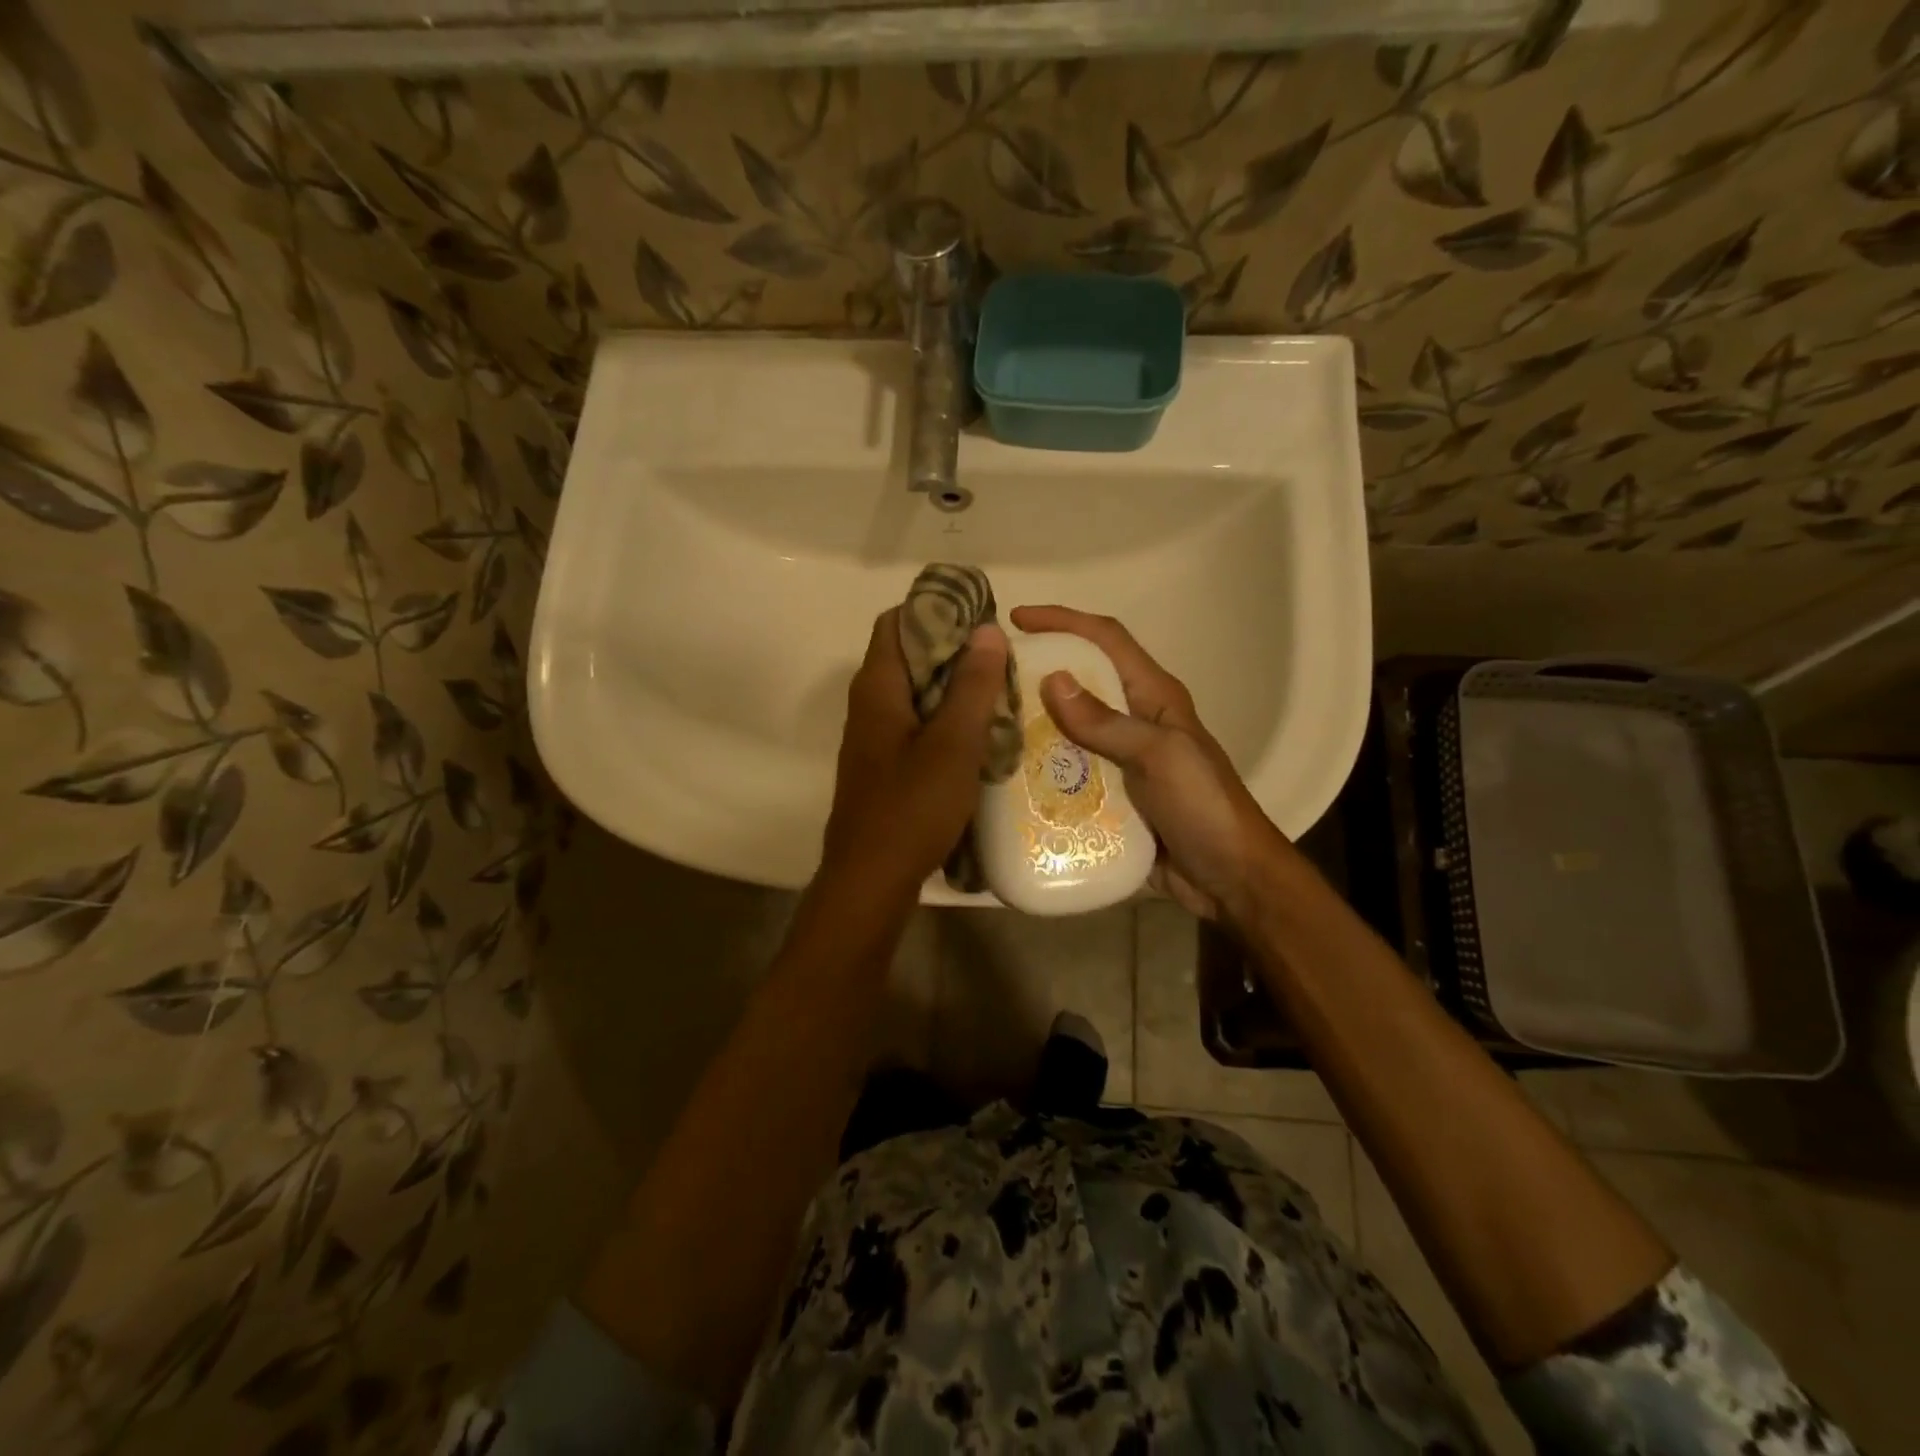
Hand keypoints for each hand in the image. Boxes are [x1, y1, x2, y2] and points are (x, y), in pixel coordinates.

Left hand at [817, 608, 1009, 902]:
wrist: (871, 879)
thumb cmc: (912, 807)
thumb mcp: (953, 743)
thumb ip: (972, 685)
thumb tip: (987, 630)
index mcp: (877, 687)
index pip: (897, 622)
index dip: (936, 611)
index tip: (981, 618)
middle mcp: (869, 703)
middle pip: (908, 655)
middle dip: (954, 649)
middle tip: (1000, 657)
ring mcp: (875, 736)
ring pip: (915, 692)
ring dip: (953, 686)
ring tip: (998, 690)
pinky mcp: (885, 764)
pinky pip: (916, 723)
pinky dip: (945, 717)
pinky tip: (979, 733)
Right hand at [1008, 605, 1294, 925]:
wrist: (1229, 878)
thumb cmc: (1204, 807)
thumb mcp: (1161, 757)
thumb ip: (1108, 722)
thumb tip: (1052, 680)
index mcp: (1153, 696)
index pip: (1106, 640)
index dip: (1064, 621)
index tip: (1017, 618)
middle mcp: (1133, 720)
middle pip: (1079, 682)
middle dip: (1037, 674)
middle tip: (990, 679)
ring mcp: (1120, 760)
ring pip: (1066, 730)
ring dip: (1032, 726)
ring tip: (988, 727)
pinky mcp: (1109, 796)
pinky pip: (1066, 773)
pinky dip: (1040, 770)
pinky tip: (1008, 778)